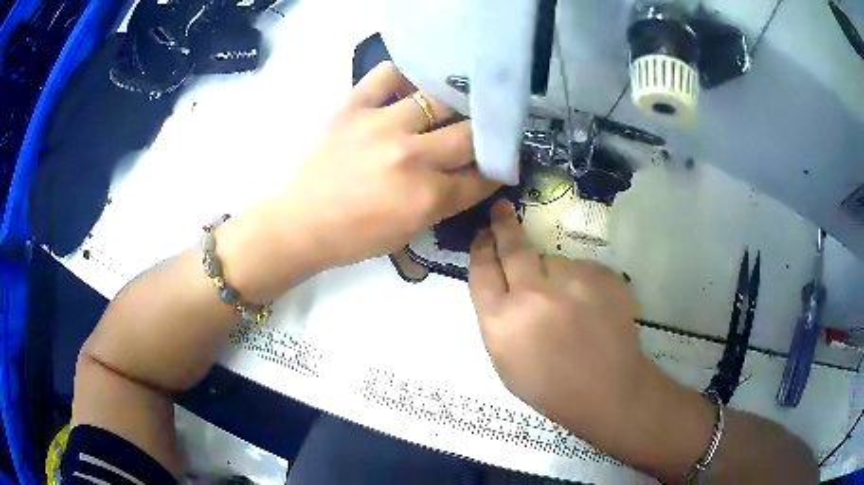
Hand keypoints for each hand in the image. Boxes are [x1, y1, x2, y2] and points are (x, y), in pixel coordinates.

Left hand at [278, 61, 498, 267]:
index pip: (481, 175)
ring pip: (438, 98)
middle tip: (480, 134)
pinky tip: (410, 87)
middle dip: (484, 136)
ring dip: (451, 105)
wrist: (302, 223)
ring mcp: (380, 126)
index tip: (500, 161)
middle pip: (470, 134)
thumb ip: (447, 200)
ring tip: (450, 107)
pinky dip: (404, 76)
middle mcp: (410, 156)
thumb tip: (476, 172)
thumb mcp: (411, 230)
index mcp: (426, 197)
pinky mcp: (353, 107)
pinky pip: (387, 74)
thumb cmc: (356, 236)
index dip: (497, 169)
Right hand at [469, 200, 657, 442]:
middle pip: (512, 247)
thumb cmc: (549, 385)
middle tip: (501, 210)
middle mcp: (533, 294)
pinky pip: (581, 268)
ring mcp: (572, 282)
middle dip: (503, 225)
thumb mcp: (504, 360)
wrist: (606, 389)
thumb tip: (501, 282)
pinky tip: (588, 307)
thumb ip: (497, 317)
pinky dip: (580, 282)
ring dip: (552, 273)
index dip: (481, 248)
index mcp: (501, 321)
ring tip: (566, 304)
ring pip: (552, 260)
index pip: (482, 270)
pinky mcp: (602, 276)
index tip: (483, 234)